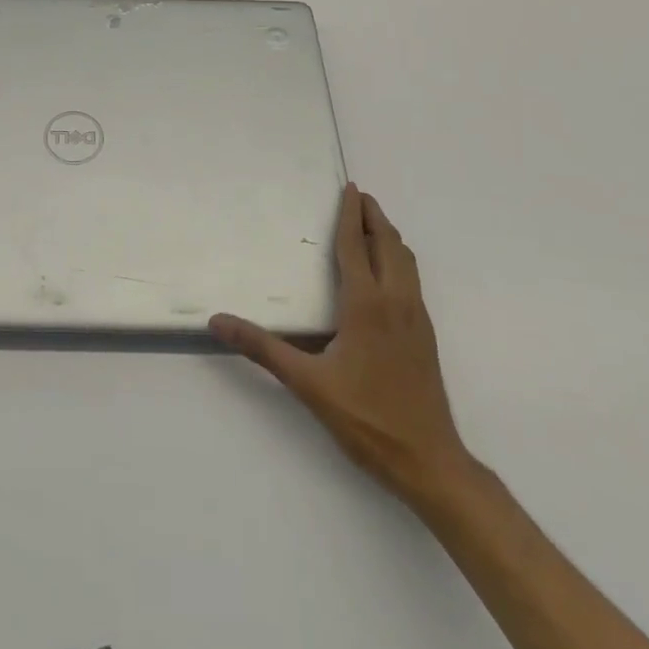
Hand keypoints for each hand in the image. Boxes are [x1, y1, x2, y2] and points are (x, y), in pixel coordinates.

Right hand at [212, 183, 475, 506]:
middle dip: (374, 217)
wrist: (430, 461)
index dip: (351, 214)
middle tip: (359, 196)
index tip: (349, 188)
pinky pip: (413, 280)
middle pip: (389, 245)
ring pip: (406, 262)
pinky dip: (399, 259)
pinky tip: (388, 273)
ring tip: (373, 224)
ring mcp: (417, 318)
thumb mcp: (307, 384)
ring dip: (389, 236)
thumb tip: (217, 322)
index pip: (356, 246)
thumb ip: (263, 348)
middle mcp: (396, 301)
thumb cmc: (366, 418)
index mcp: (367, 304)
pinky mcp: (426, 335)